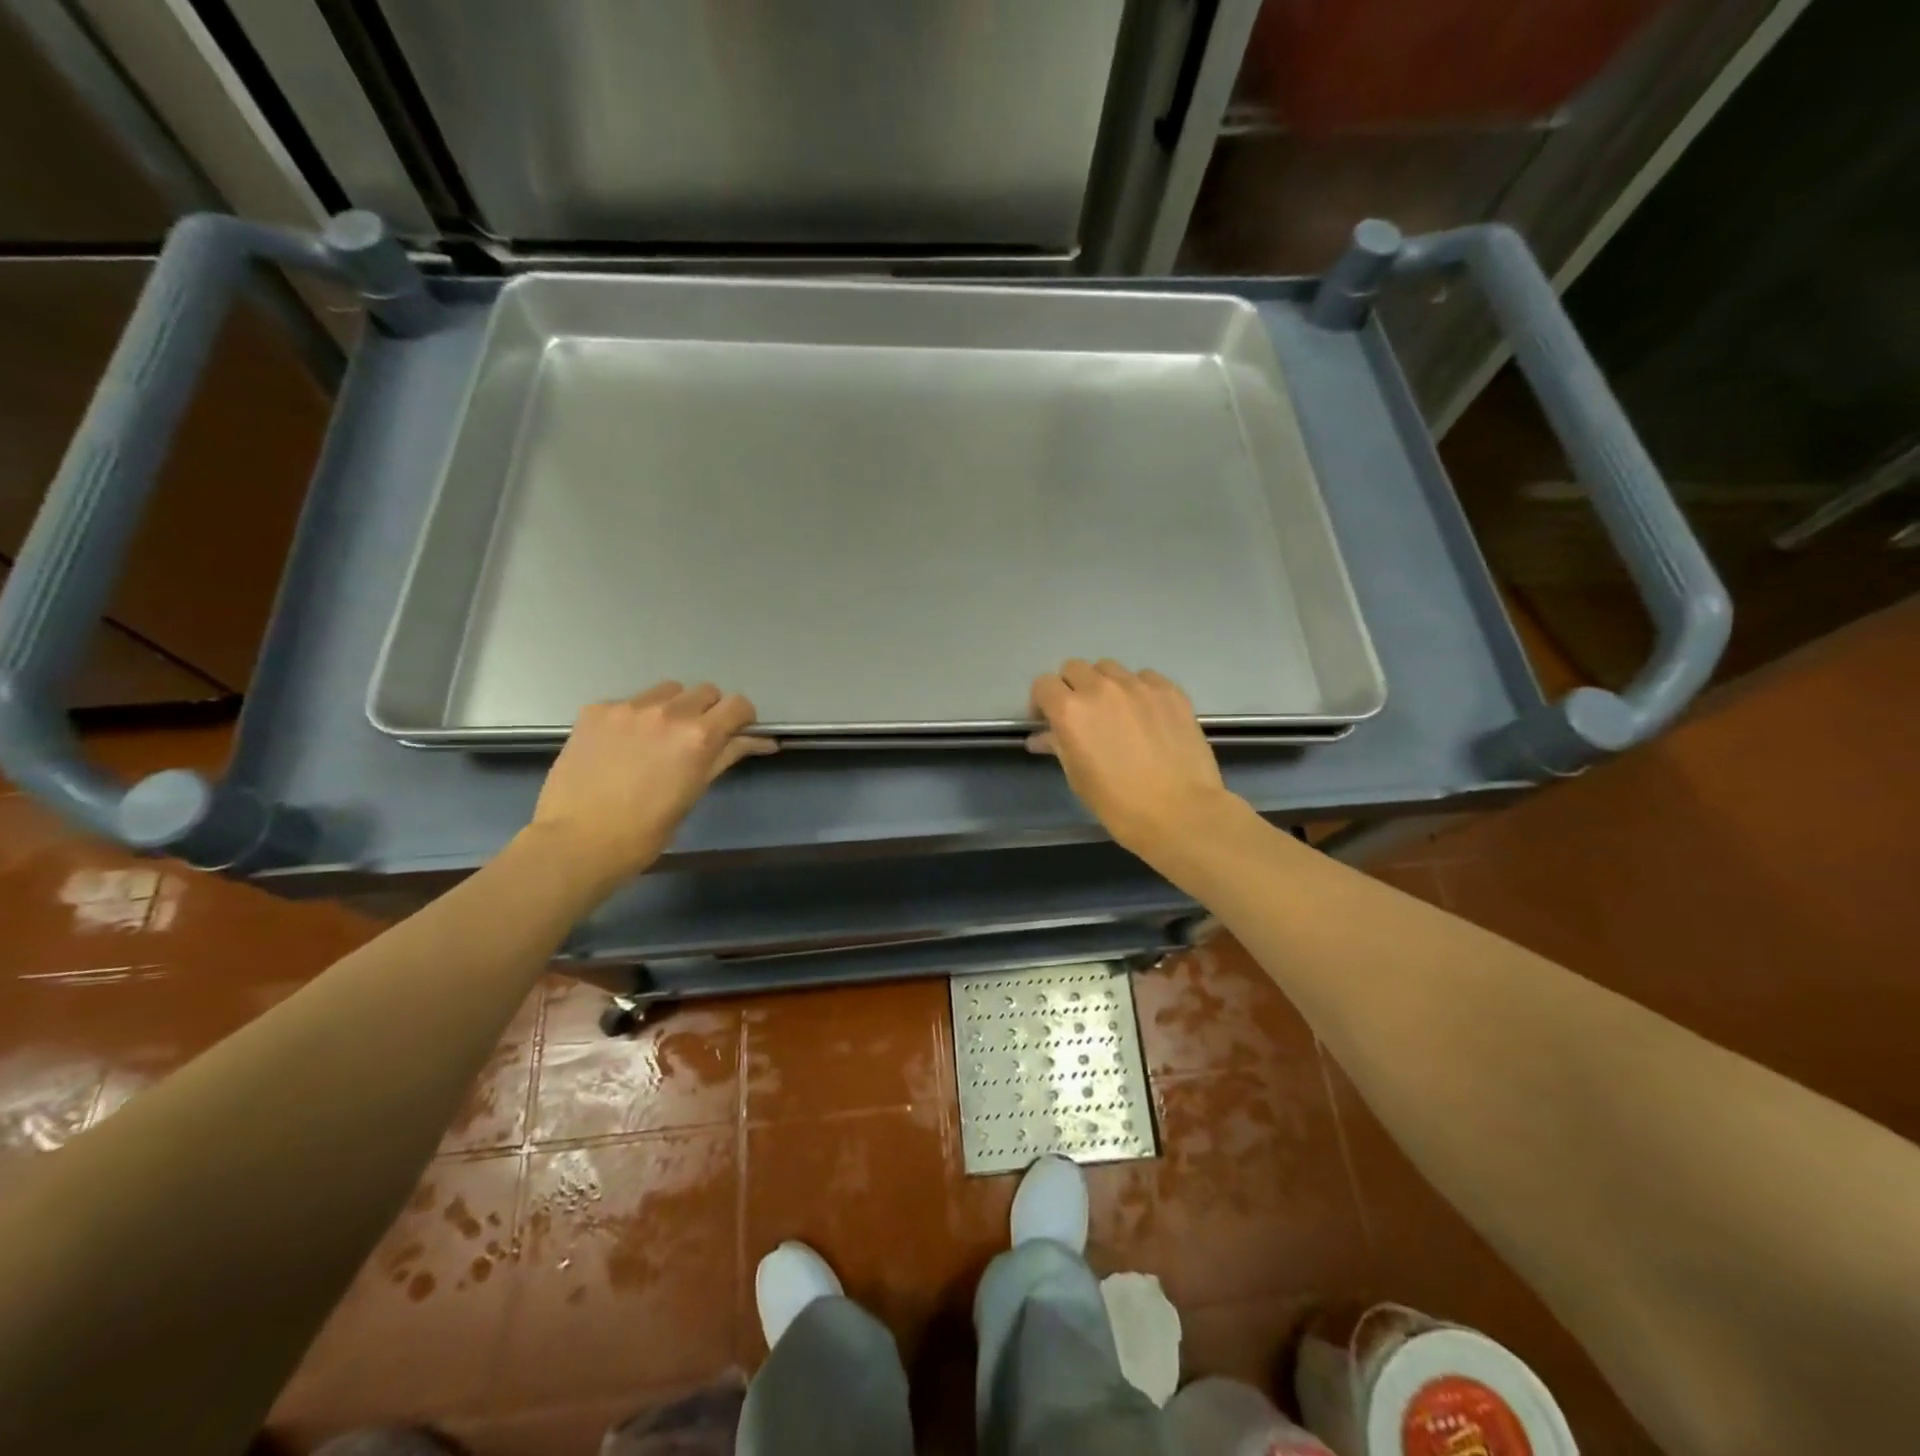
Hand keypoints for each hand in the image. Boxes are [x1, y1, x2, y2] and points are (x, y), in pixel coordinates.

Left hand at [528, 682, 776, 892]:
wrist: (577, 841)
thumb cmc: (646, 831)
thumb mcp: (695, 792)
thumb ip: (725, 756)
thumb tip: (762, 741)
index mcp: (699, 736)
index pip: (738, 705)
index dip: (742, 718)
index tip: (734, 734)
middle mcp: (668, 712)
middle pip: (705, 691)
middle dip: (708, 711)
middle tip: (694, 740)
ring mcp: (629, 707)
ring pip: (667, 690)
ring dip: (673, 707)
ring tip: (656, 738)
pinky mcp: (596, 710)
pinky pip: (629, 702)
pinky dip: (634, 718)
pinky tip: (620, 746)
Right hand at [1030, 659, 1241, 858]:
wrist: (1181, 812)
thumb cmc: (1119, 804)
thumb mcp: (1078, 778)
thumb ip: (1059, 746)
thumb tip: (1043, 737)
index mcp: (1070, 711)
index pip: (1043, 685)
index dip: (1043, 702)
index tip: (1050, 721)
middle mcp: (1101, 688)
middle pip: (1075, 668)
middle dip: (1072, 688)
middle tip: (1082, 716)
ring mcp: (1139, 685)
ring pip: (1110, 668)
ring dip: (1105, 684)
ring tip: (1117, 712)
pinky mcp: (1170, 690)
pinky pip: (1145, 677)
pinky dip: (1138, 690)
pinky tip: (1147, 715)